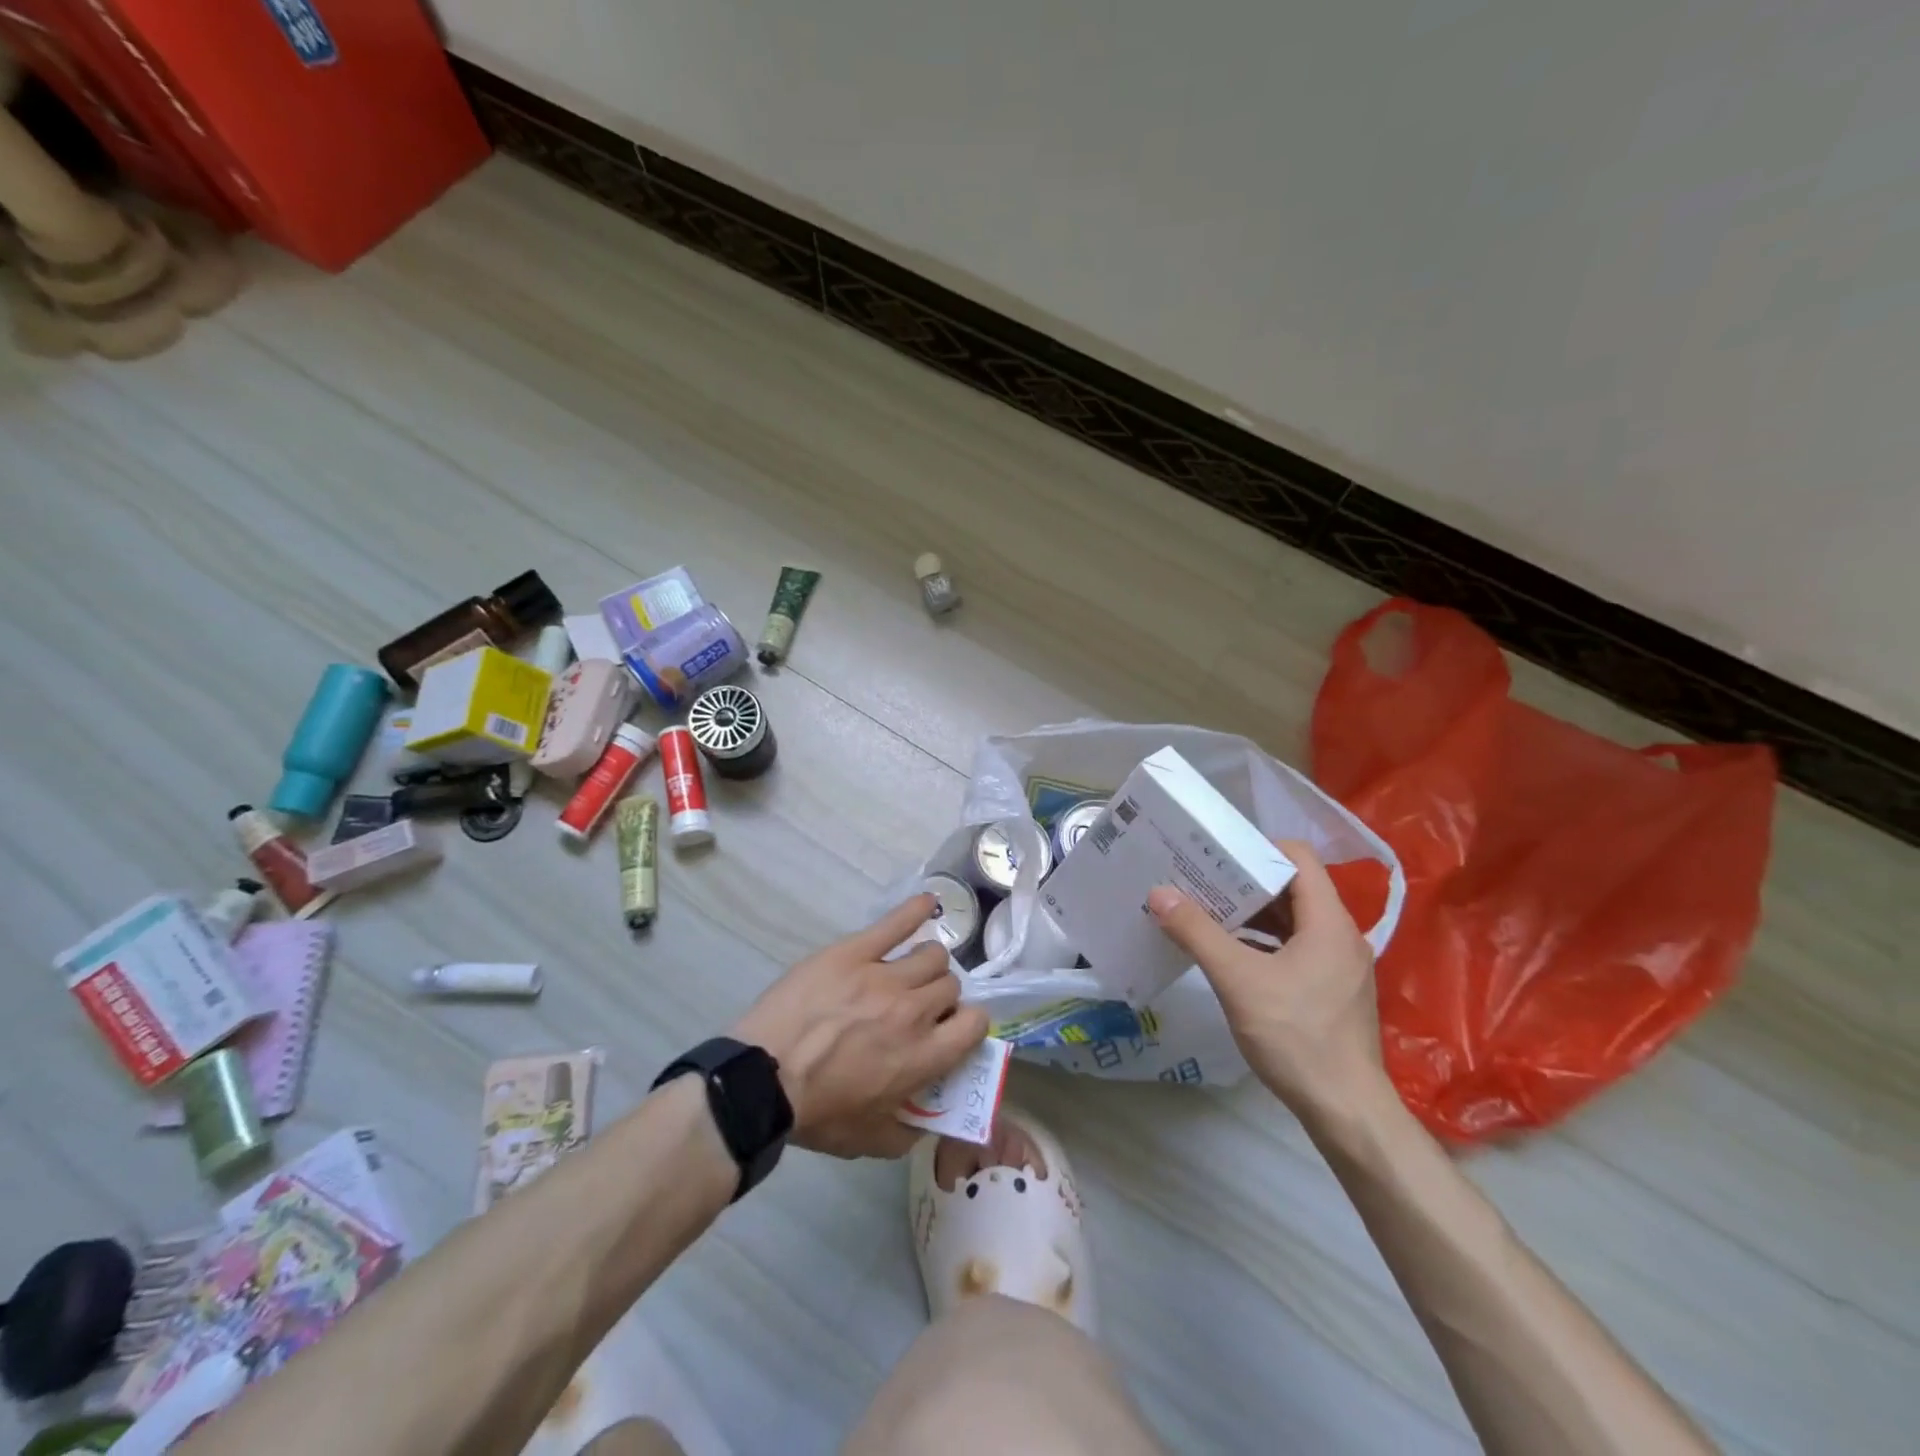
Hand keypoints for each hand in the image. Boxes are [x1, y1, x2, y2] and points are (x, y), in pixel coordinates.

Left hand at [733, 894, 990, 1159]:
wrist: (761, 1079)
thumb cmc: (815, 1113)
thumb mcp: (868, 1141)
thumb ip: (908, 1132)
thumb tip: (927, 1121)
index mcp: (923, 1056)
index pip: (975, 1023)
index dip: (968, 1024)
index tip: (951, 1029)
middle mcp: (914, 1011)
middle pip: (950, 986)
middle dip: (940, 998)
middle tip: (916, 1008)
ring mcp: (884, 976)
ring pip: (931, 954)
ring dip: (926, 966)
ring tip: (907, 972)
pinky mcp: (854, 952)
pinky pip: (895, 923)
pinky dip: (914, 910)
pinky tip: (926, 903)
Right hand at [1148, 839, 1383, 1118]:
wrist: (1346, 1111)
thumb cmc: (1296, 1036)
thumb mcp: (1238, 980)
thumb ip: (1198, 933)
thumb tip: (1159, 892)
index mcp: (1328, 921)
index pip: (1298, 858)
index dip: (1258, 848)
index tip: (1217, 853)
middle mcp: (1340, 935)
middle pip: (1292, 889)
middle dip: (1245, 882)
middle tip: (1200, 879)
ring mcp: (1339, 966)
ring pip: (1292, 922)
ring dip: (1252, 914)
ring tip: (1206, 911)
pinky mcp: (1331, 991)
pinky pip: (1295, 949)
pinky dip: (1262, 943)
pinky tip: (1229, 955)